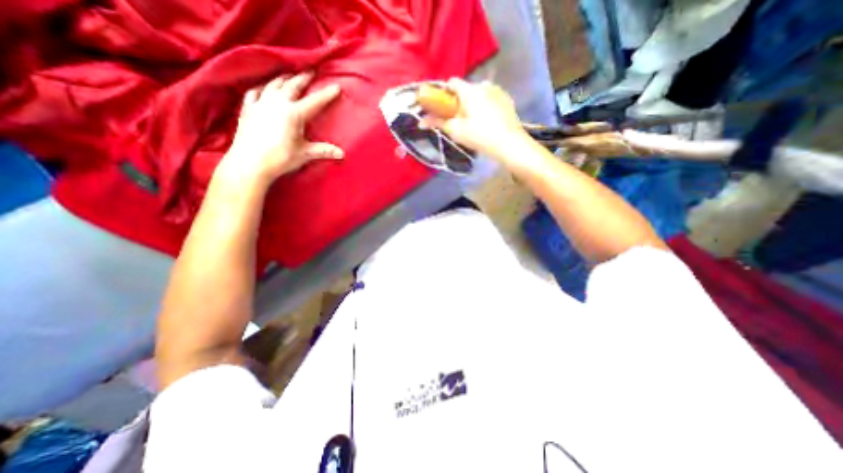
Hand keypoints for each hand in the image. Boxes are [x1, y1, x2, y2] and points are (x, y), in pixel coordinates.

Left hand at [224, 72, 345, 183]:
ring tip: (289, 76)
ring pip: (273, 85)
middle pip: (292, 86)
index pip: (315, 102)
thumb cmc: (280, 158)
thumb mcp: (305, 154)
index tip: (336, 87)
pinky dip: (262, 88)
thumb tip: (342, 154)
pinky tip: (264, 88)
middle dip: (303, 78)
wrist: (250, 163)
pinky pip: (255, 92)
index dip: (327, 95)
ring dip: (283, 79)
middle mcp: (277, 103)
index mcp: (294, 114)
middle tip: (311, 71)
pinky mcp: (248, 109)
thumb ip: (324, 151)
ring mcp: (260, 104)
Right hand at [425, 78, 527, 162]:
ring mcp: (497, 91)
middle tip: (459, 121)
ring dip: (473, 104)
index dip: (445, 94)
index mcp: (470, 90)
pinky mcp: (507, 99)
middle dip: (459, 102)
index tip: (444, 108)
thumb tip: (421, 121)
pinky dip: (485, 106)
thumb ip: (438, 123)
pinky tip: (488, 122)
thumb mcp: (456, 131)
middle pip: (465, 89)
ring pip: (479, 94)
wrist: (509, 144)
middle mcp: (484, 85)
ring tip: (475, 123)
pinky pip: (490, 98)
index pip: (452, 83)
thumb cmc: (479, 136)